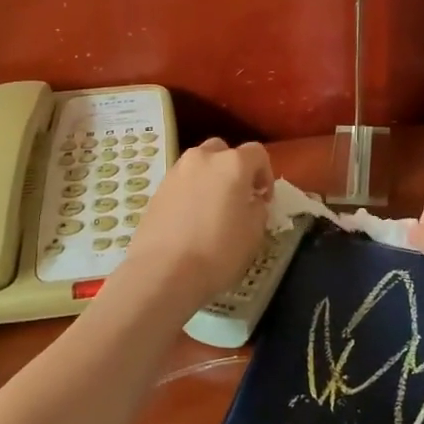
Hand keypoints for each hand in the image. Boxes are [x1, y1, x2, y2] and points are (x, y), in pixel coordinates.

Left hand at [121, 139, 272, 315]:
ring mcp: (176, 172)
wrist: (163, 272)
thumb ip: (258, 208)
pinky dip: (190, 192)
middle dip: (234, 169)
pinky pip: (181, 182)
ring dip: (210, 178)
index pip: (257, 153)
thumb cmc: (218, 251)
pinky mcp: (157, 189)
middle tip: (238, 197)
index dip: (265, 174)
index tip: (264, 199)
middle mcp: (203, 158)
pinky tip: (191, 219)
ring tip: (213, 209)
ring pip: (199, 165)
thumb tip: (251, 202)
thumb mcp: (254, 233)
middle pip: (224, 152)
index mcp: (232, 164)